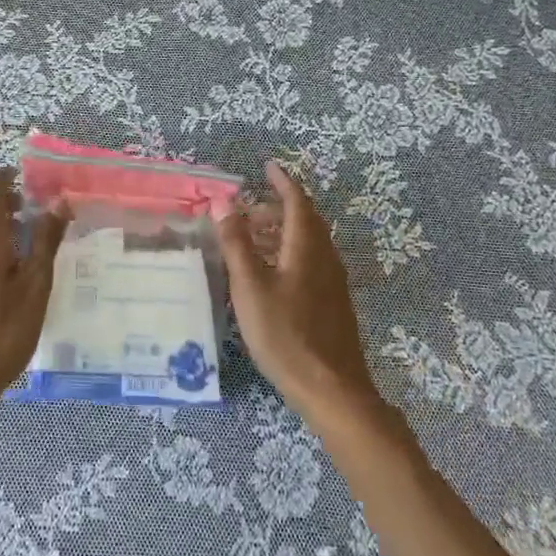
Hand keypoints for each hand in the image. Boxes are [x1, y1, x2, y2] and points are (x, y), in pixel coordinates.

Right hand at [218, 160, 381, 427]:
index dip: (282, 181)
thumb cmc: (285, 334)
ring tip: (252, 236)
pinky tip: (269, 272)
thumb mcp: (250, 287)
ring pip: (307, 242)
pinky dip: (288, 252)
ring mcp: (332, 281)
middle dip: (277, 206)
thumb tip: (223, 203)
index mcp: (307, 246)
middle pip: (305, 219)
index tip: (267, 166)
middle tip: (248, 207)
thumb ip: (236, 243)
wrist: (331, 389)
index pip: (297, 201)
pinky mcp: (331, 302)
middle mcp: (325, 257)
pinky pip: (310, 261)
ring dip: (281, 230)